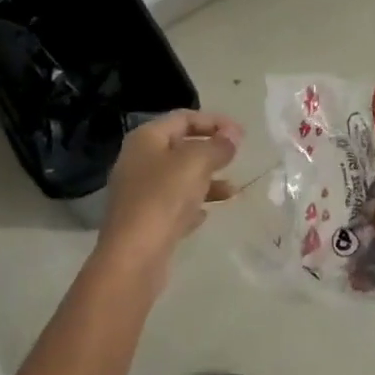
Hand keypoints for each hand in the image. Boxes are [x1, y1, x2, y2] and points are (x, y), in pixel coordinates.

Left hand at [100, 110, 242, 264]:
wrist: (133, 256)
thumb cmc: (163, 197)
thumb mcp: (196, 163)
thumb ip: (218, 145)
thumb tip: (233, 135)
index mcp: (146, 138)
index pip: (183, 118)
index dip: (214, 121)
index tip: (241, 135)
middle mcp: (138, 160)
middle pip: (180, 147)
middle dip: (211, 151)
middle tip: (237, 158)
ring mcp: (139, 192)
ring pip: (179, 178)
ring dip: (207, 180)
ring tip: (233, 191)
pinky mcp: (144, 220)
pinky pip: (173, 205)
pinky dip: (192, 205)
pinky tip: (206, 215)